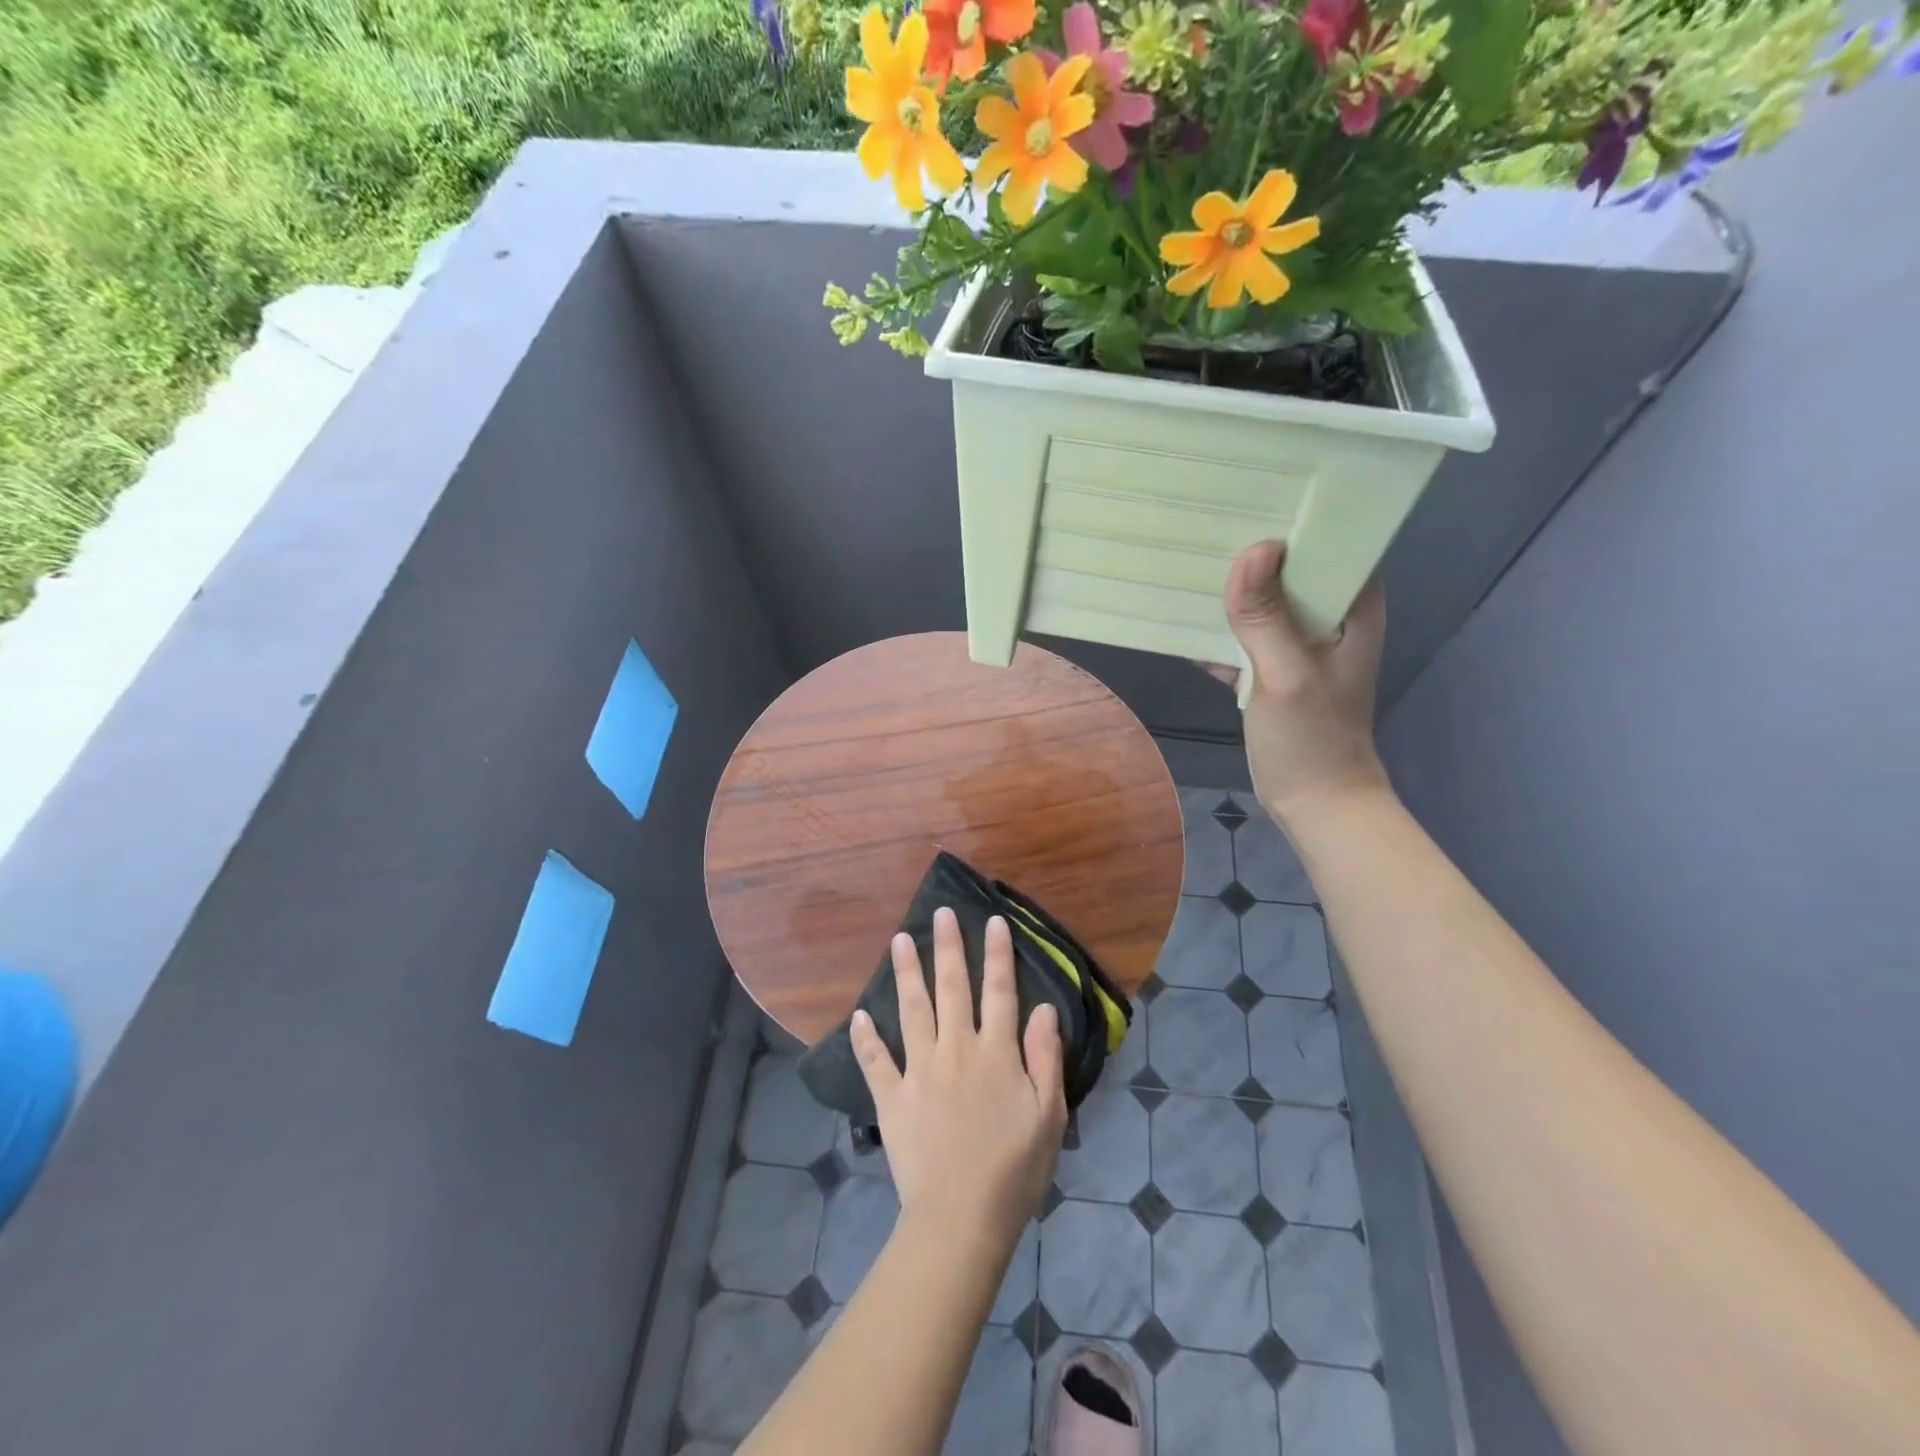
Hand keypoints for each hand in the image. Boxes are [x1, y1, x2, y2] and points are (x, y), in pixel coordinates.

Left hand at [850, 907, 1066, 1249]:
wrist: (961, 1219)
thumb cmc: (1014, 1169)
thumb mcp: (1049, 1115)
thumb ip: (1045, 1057)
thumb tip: (1044, 1008)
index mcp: (995, 1053)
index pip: (998, 992)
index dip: (997, 955)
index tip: (992, 921)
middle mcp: (955, 1050)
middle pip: (951, 988)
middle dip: (948, 947)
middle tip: (941, 913)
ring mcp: (919, 1071)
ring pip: (912, 1010)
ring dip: (907, 973)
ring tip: (900, 940)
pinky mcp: (892, 1098)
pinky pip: (875, 1062)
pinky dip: (865, 1038)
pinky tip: (857, 1015)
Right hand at [1207, 539, 1391, 828]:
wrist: (1313, 802)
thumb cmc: (1312, 740)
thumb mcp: (1286, 676)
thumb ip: (1267, 618)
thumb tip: (1252, 550)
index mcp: (1352, 608)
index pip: (1331, 544)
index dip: (1296, 519)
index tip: (1251, 494)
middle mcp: (1329, 617)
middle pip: (1290, 569)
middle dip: (1251, 551)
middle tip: (1204, 520)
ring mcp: (1298, 643)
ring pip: (1262, 601)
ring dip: (1230, 589)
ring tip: (1185, 557)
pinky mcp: (1271, 667)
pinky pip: (1242, 634)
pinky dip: (1217, 628)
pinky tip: (1180, 615)